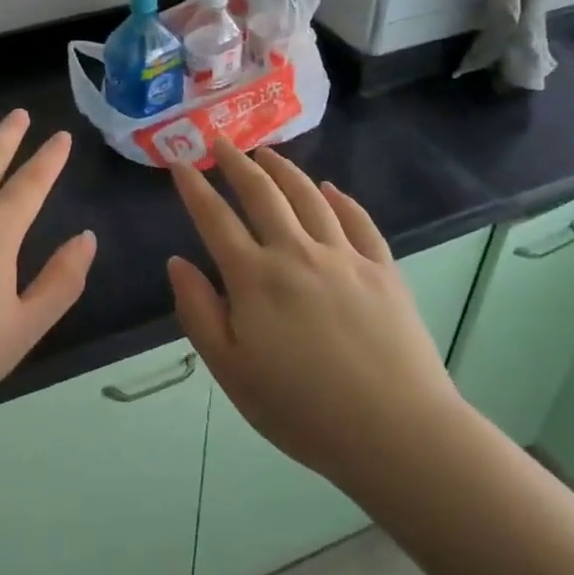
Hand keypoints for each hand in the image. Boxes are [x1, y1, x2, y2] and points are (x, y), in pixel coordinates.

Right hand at [167, 138, 461, 487]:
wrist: (396, 432)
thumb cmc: (302, 410)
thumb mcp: (231, 371)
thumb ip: (199, 311)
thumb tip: (177, 262)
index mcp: (255, 278)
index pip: (215, 218)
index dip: (193, 187)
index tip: (179, 162)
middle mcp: (296, 252)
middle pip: (261, 193)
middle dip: (236, 163)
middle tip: (220, 142)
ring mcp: (344, 256)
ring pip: (308, 196)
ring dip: (284, 169)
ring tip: (266, 153)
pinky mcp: (383, 269)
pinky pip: (358, 220)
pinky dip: (340, 199)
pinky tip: (329, 188)